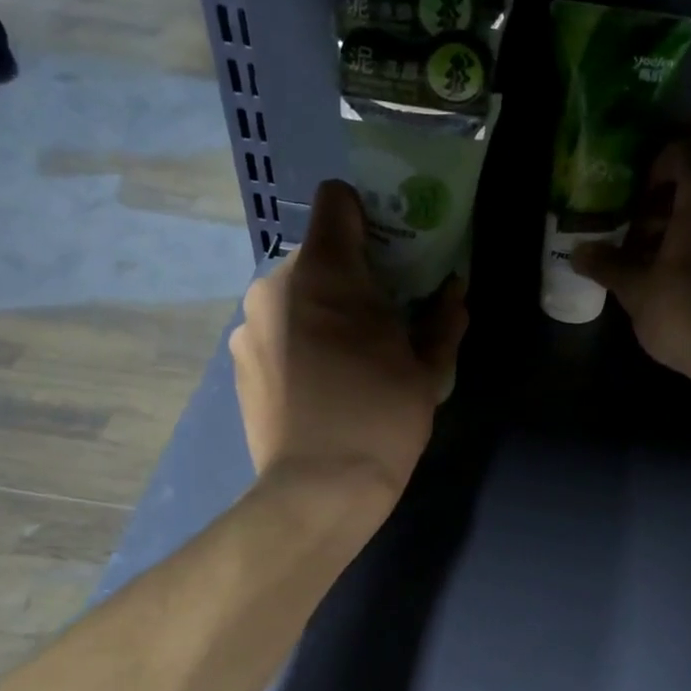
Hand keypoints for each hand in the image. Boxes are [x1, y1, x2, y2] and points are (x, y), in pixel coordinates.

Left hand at [231, 181, 466, 499]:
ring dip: (321, 313)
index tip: (390, 255)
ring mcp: (248, 324)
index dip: (367, 218)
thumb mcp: (426, 371)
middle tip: (380, 322)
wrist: (318, 490)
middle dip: (349, 278)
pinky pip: (274, 331)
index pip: (337, 200)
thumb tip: (454, 292)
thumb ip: (442, 320)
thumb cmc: (381, 419)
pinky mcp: (236, 361)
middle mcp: (274, 285)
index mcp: (325, 272)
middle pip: (317, 256)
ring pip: (293, 296)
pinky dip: (297, 342)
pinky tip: (318, 386)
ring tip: (347, 362)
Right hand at [571, 139, 690, 385]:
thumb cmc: (687, 307)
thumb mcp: (636, 288)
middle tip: (636, 241)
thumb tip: (579, 251)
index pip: (679, 153)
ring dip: (689, 232)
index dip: (650, 173)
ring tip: (659, 269)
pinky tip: (690, 287)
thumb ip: (608, 264)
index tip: (631, 206)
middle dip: (665, 209)